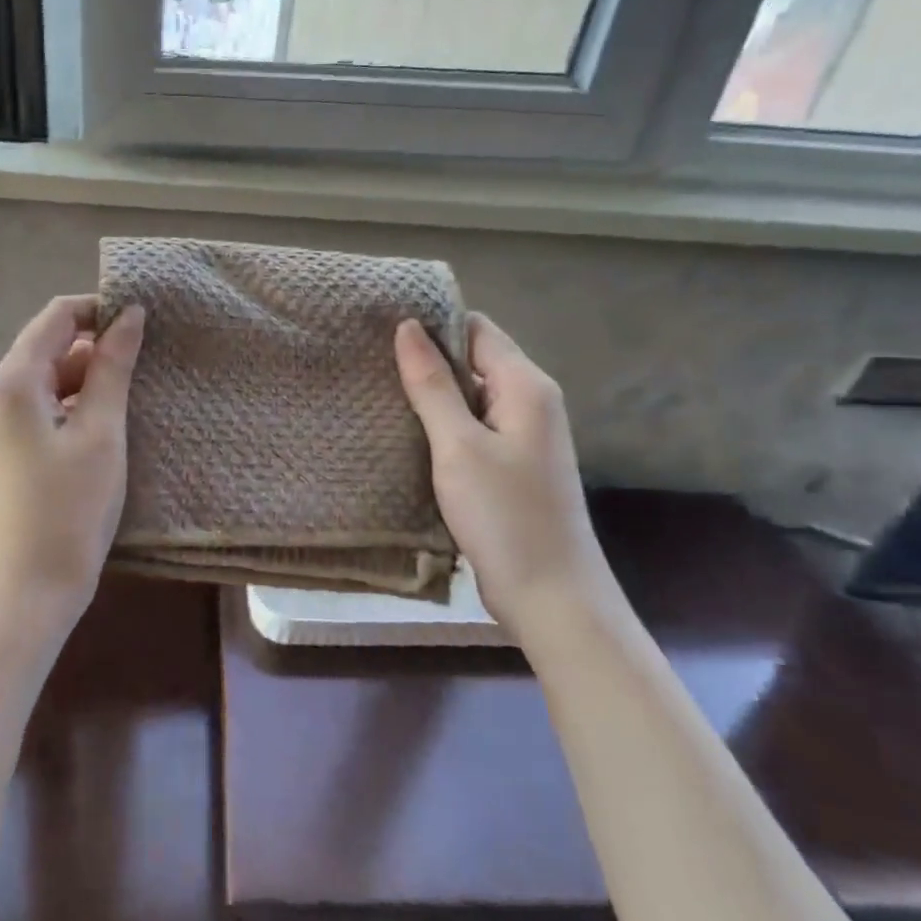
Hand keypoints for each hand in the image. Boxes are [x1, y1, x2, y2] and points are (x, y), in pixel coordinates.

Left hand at [0, 295, 145, 627]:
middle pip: (51, 346)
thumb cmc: (67, 509)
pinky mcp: (11, 450)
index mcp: (12, 382)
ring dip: (93, 378)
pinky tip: (114, 421)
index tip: (146, 318)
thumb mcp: (100, 432)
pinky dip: (79, 405)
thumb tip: (130, 314)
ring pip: (51, 380)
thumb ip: (113, 368)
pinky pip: (47, 408)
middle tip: (153, 357)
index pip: (57, 317)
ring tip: (141, 388)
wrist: (24, 593)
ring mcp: (0, 425)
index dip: (100, 309)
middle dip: (100, 345)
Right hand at [394, 314, 623, 638]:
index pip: (476, 329)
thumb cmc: (505, 516)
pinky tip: (405, 432)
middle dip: (427, 359)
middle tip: (369, 359)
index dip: (433, 323)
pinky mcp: (511, 465)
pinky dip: (442, 425)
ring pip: (470, 396)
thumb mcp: (458, 445)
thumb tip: (407, 327)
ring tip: (377, 390)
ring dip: (431, 394)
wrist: (551, 597)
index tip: (381, 325)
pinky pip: (472, 427)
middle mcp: (530, 402)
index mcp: (525, 385)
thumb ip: (431, 384)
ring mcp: (523, 436)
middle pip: (474, 360)